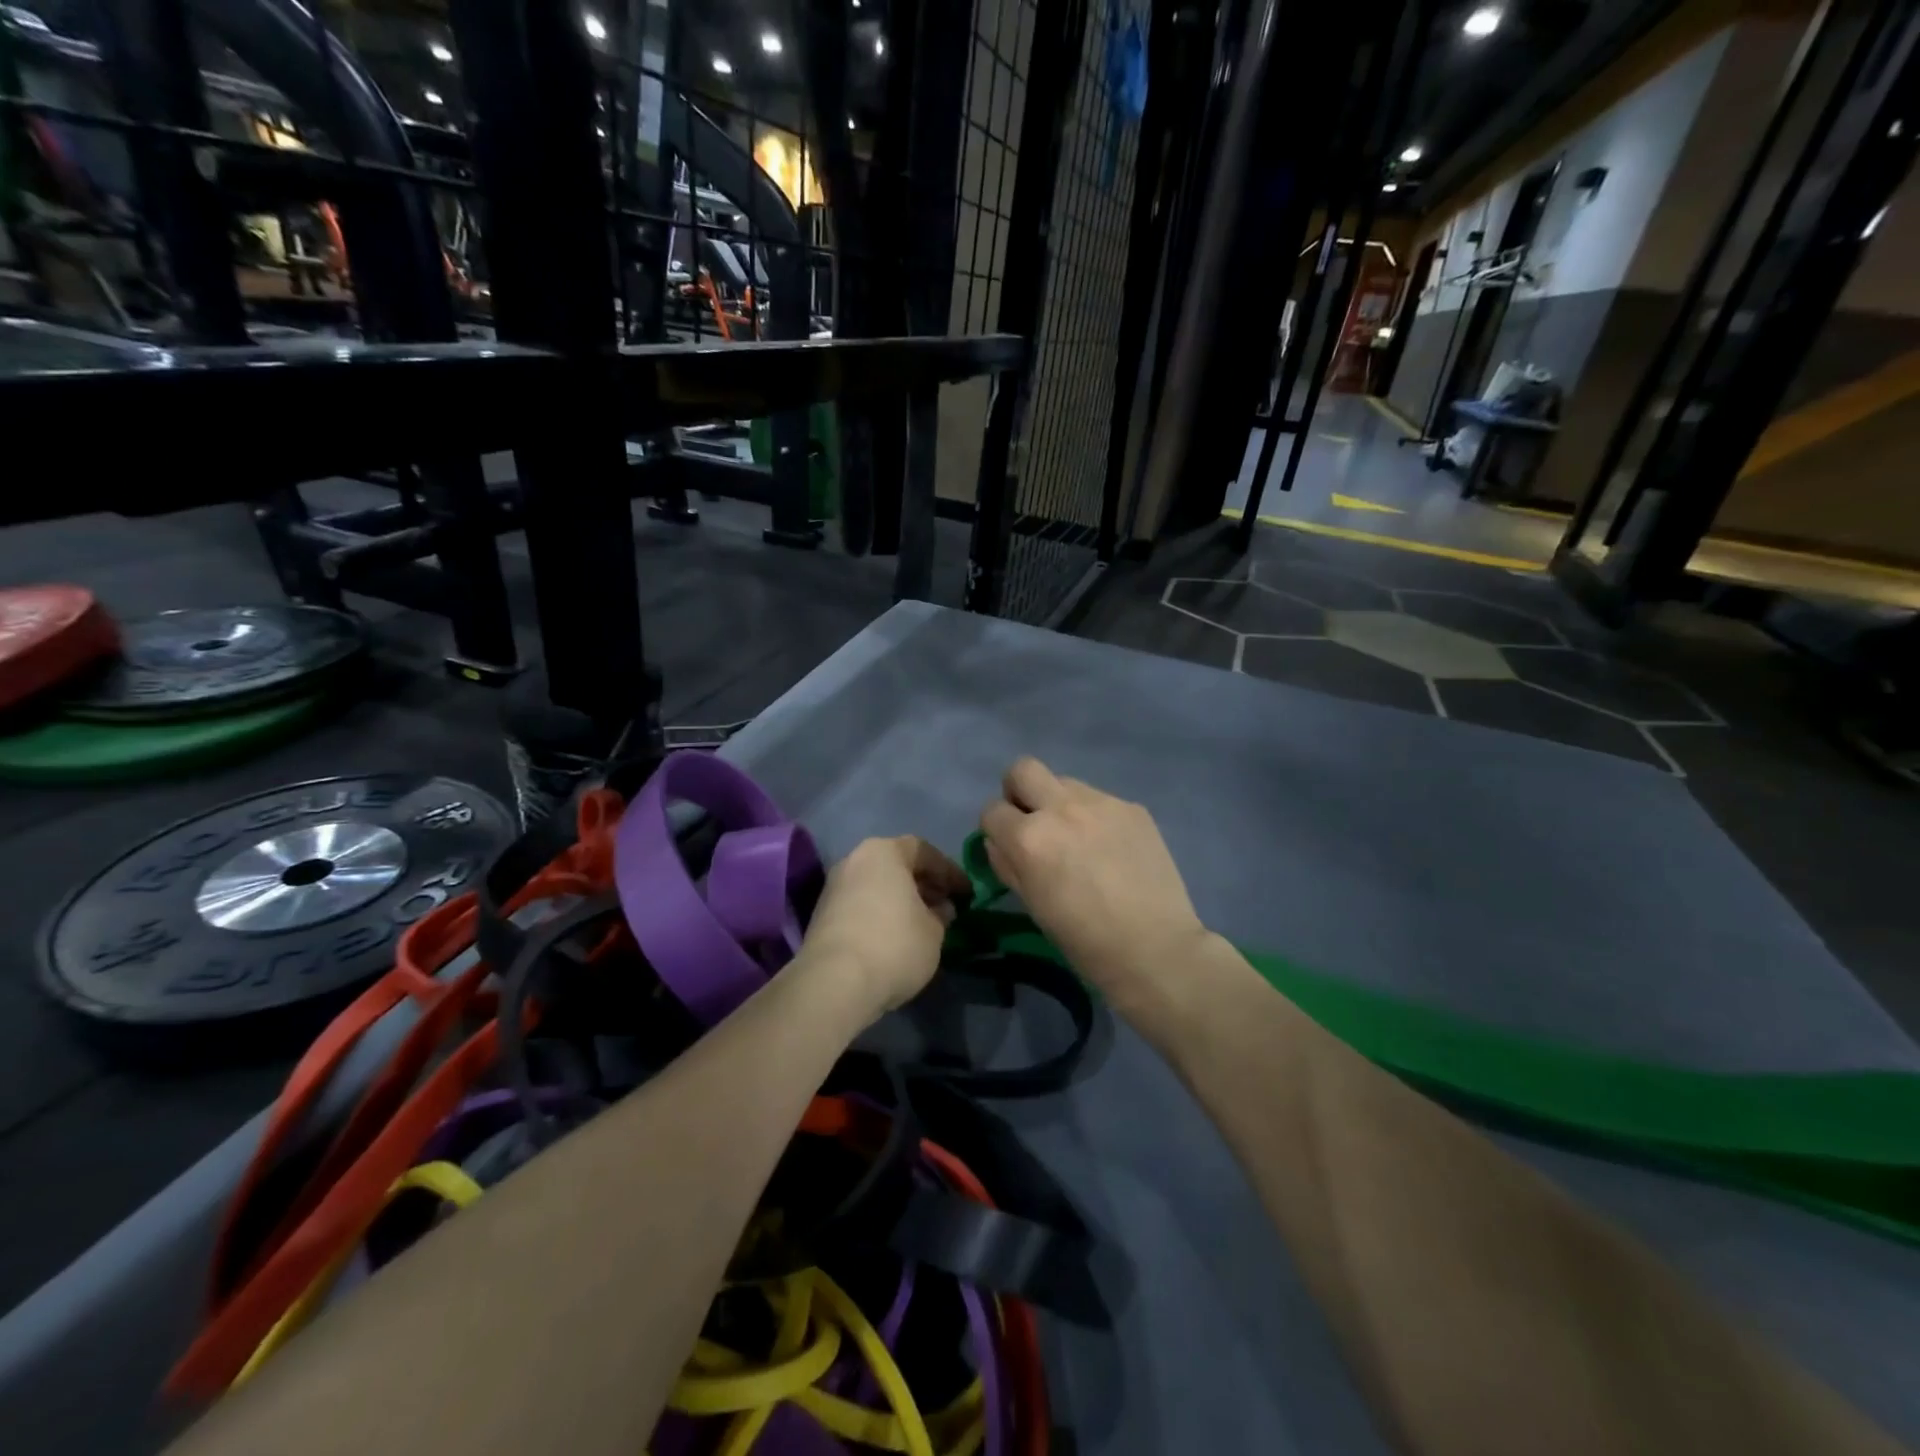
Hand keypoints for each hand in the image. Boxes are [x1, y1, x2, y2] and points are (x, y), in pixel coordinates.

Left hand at [797, 836, 969, 1022]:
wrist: (834, 983)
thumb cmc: (894, 945)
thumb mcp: (934, 931)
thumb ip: (941, 914)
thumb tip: (940, 909)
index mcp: (883, 852)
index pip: (923, 851)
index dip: (948, 871)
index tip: (965, 893)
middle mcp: (854, 860)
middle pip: (896, 865)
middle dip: (924, 884)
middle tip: (945, 906)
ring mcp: (834, 888)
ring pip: (877, 886)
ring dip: (901, 900)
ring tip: (923, 924)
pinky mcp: (822, 916)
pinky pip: (861, 905)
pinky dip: (881, 914)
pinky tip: (896, 938)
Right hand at [980, 758, 1211, 1006]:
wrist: (1155, 948)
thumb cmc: (1084, 940)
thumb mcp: (1032, 905)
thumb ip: (1008, 865)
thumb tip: (999, 842)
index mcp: (1029, 838)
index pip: (992, 810)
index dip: (995, 828)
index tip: (1007, 845)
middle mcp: (1061, 809)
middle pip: (1023, 770)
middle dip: (1019, 791)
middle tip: (1033, 822)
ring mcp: (1101, 803)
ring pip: (1064, 782)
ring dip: (1059, 803)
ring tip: (1078, 839)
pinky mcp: (1132, 808)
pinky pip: (1100, 800)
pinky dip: (1094, 817)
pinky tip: (1111, 849)